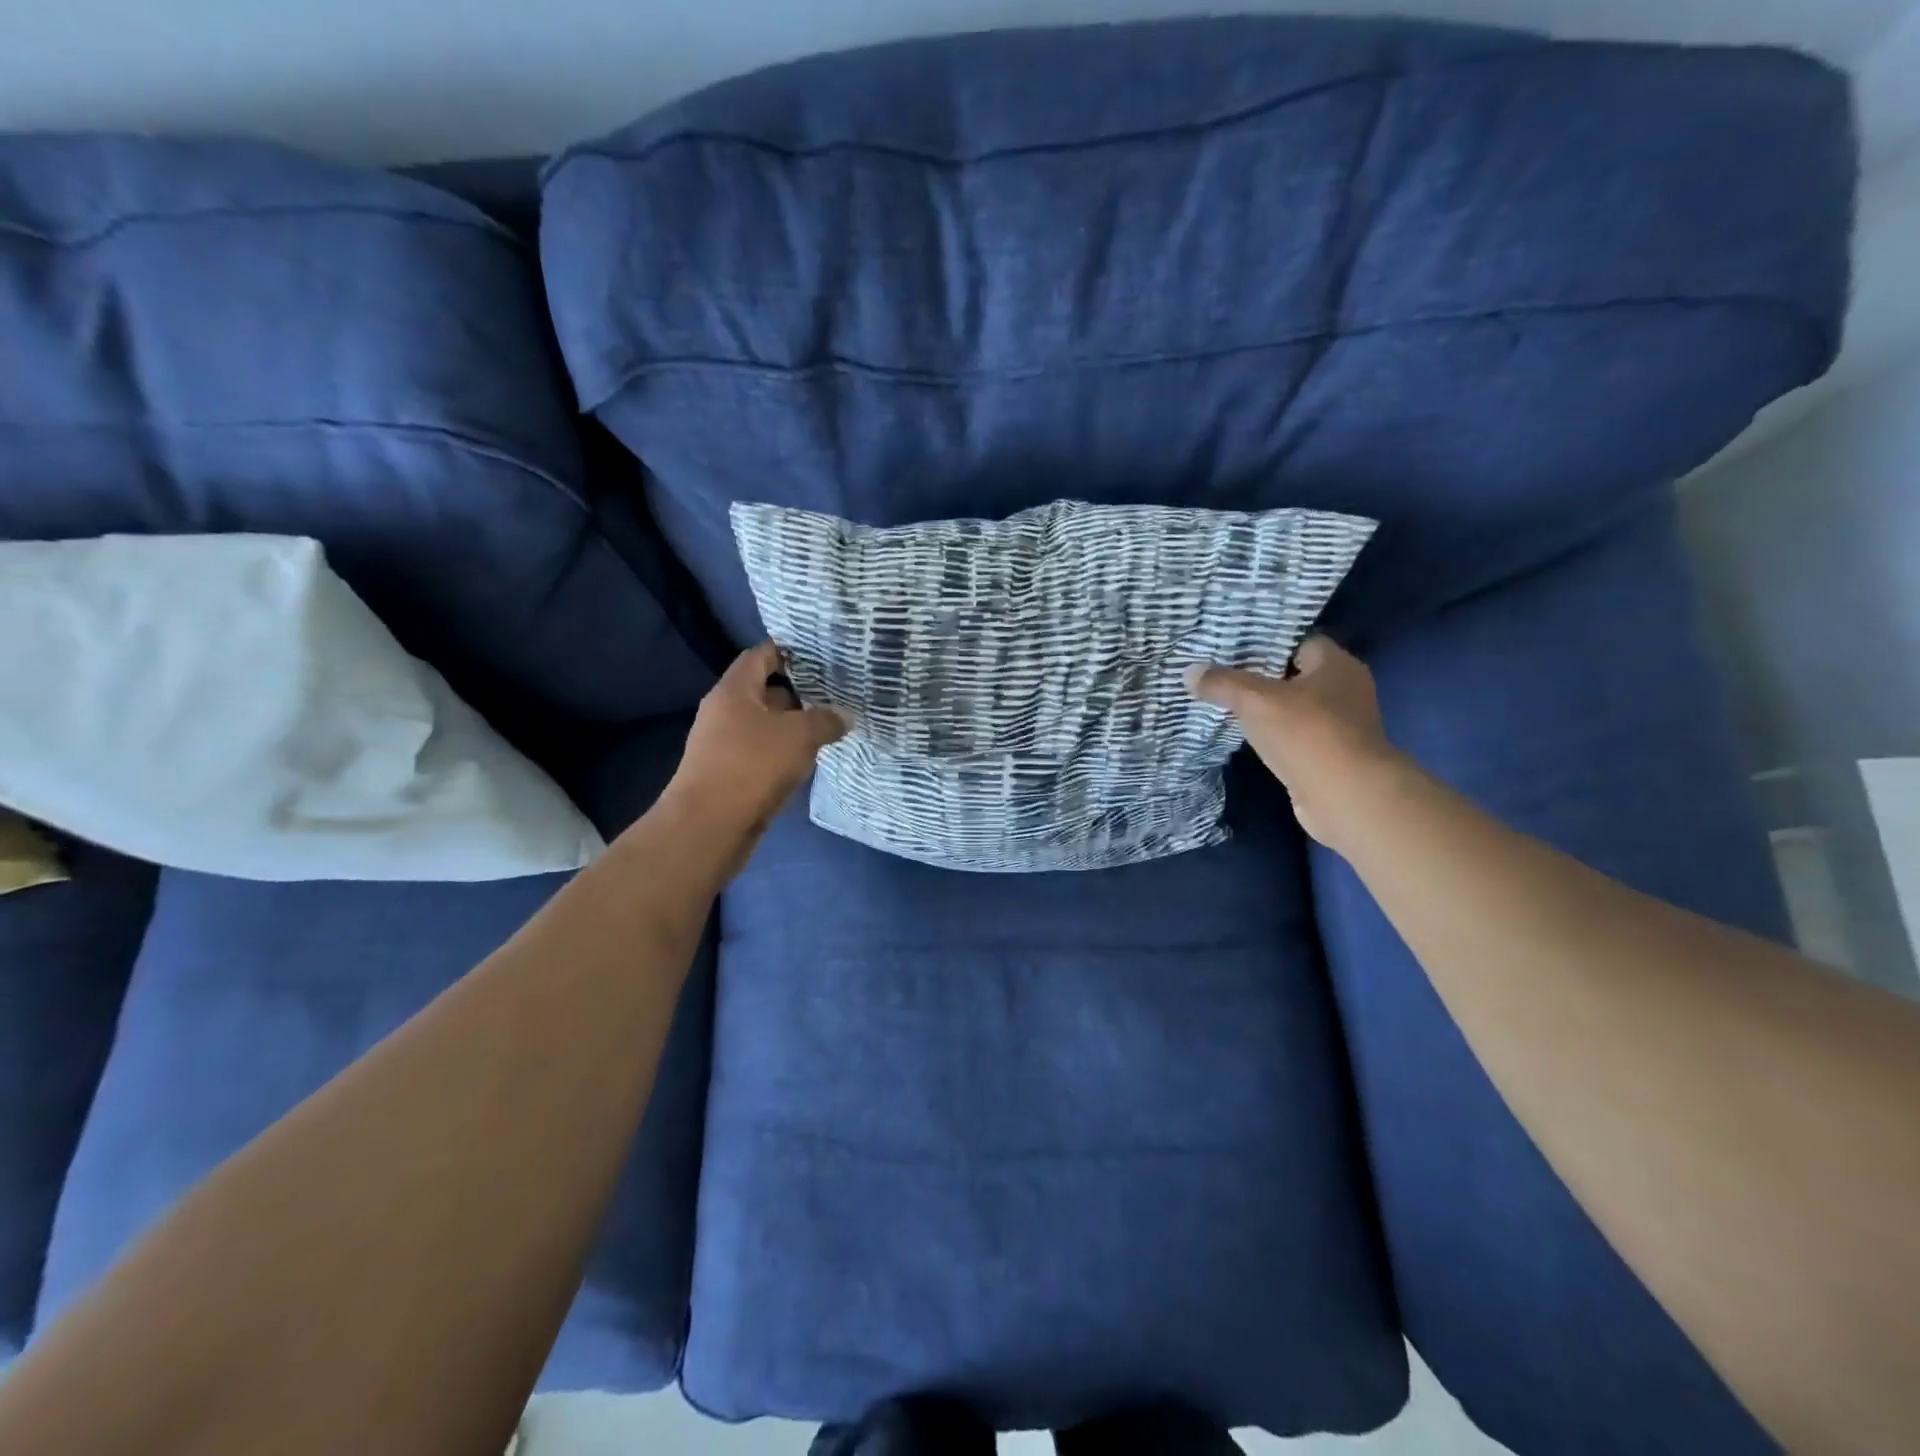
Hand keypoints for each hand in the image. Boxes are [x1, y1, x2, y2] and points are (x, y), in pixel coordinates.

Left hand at [666, 641, 850, 849]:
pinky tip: (811, 758)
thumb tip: (844, 715)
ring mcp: (725, 745)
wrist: (709, 826)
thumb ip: (826, 720)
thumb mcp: (799, 736)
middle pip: (765, 691)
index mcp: (734, 691)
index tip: (821, 655)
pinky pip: (763, 752)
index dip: (789, 651)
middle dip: (800, 691)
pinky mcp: (731, 774)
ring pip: (766, 725)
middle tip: (837, 692)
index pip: (761, 656)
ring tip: (832, 724)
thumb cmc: (752, 766)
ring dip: (795, 725)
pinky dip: (785, 751)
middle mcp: (725, 712)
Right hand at [1185, 635, 1398, 847]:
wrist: (1346, 797)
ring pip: (1297, 707)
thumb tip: (1189, 671)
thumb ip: (1222, 683)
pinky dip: (1277, 736)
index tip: (1233, 649)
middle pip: (1297, 674)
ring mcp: (1343, 725)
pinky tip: (1249, 738)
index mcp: (1337, 665)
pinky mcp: (1333, 755)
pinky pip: (1298, 735)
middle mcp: (1347, 690)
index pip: (1300, 641)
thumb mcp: (1255, 701)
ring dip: (1269, 710)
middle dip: (1263, 677)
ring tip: (1229, 706)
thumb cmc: (1306, 734)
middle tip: (1223, 676)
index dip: (1267, 643)